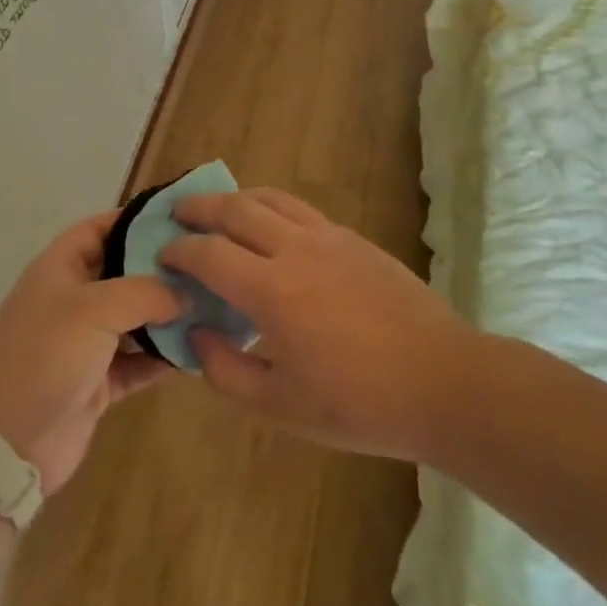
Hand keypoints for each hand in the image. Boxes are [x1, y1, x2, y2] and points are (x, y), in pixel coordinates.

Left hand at [0, 211, 185, 494]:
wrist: (5, 443)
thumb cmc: (45, 357)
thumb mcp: (93, 309)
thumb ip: (145, 292)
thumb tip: (185, 292)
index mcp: (60, 268)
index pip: (100, 228)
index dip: (135, 219)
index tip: (181, 218)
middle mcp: (74, 300)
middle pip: (124, 273)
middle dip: (162, 269)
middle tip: (210, 264)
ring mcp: (86, 343)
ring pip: (136, 319)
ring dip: (169, 315)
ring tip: (215, 304)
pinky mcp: (99, 382)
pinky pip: (139, 362)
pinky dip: (164, 357)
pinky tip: (199, 351)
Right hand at [162, 189, 471, 460]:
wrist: (443, 382)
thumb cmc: (359, 404)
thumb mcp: (282, 407)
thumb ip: (227, 372)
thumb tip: (196, 335)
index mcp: (272, 292)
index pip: (209, 254)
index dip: (179, 251)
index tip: (163, 256)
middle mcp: (296, 250)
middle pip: (235, 209)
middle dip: (199, 207)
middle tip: (178, 213)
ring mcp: (329, 238)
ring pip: (271, 198)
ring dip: (236, 198)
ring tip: (219, 210)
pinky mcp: (354, 239)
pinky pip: (301, 209)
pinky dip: (272, 207)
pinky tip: (271, 228)